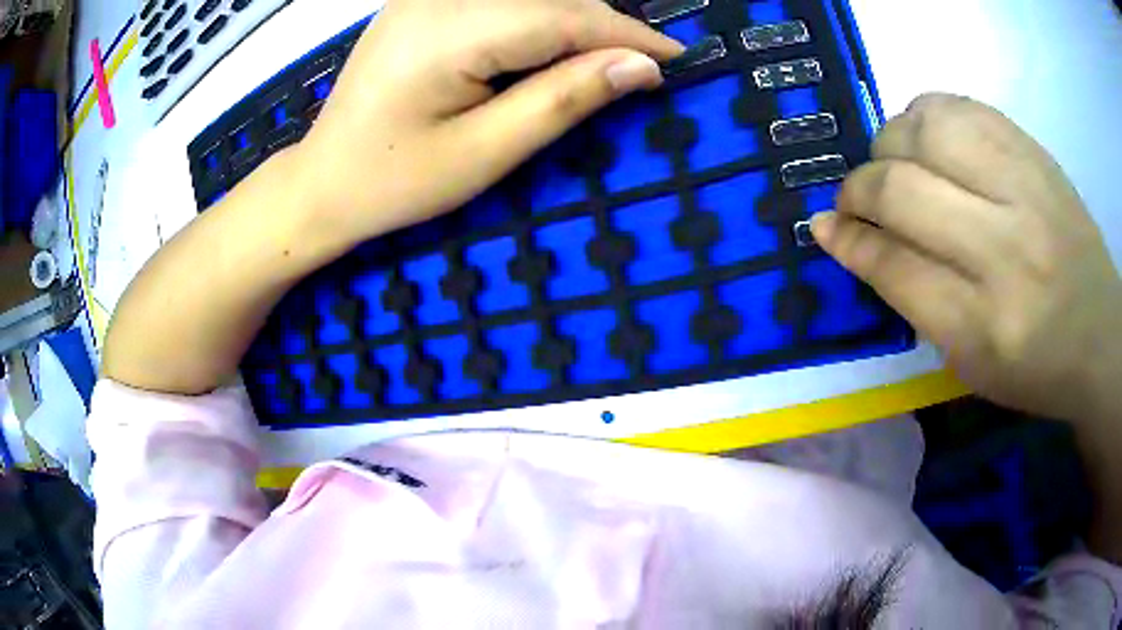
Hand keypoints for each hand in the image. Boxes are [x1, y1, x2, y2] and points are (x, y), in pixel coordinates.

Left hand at [290, 0, 681, 254]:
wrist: (321, 181)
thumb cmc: (393, 182)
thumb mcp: (484, 154)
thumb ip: (563, 100)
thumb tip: (639, 68)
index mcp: (448, 33)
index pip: (564, 16)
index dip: (627, 35)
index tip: (672, 61)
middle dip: (604, 28)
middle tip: (637, 69)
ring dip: (573, 21)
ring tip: (599, 62)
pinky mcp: (420, 3)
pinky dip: (537, 18)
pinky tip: (546, 49)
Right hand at [811, 93, 1121, 422]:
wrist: (1101, 333)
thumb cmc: (1035, 366)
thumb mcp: (969, 362)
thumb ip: (911, 299)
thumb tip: (846, 237)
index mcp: (984, 326)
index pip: (895, 267)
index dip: (849, 241)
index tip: (822, 226)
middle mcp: (1005, 250)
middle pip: (903, 191)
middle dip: (859, 189)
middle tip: (854, 199)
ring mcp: (1025, 189)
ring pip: (926, 130)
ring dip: (890, 143)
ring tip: (894, 163)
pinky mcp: (1033, 152)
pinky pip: (961, 106)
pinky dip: (926, 116)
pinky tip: (928, 140)